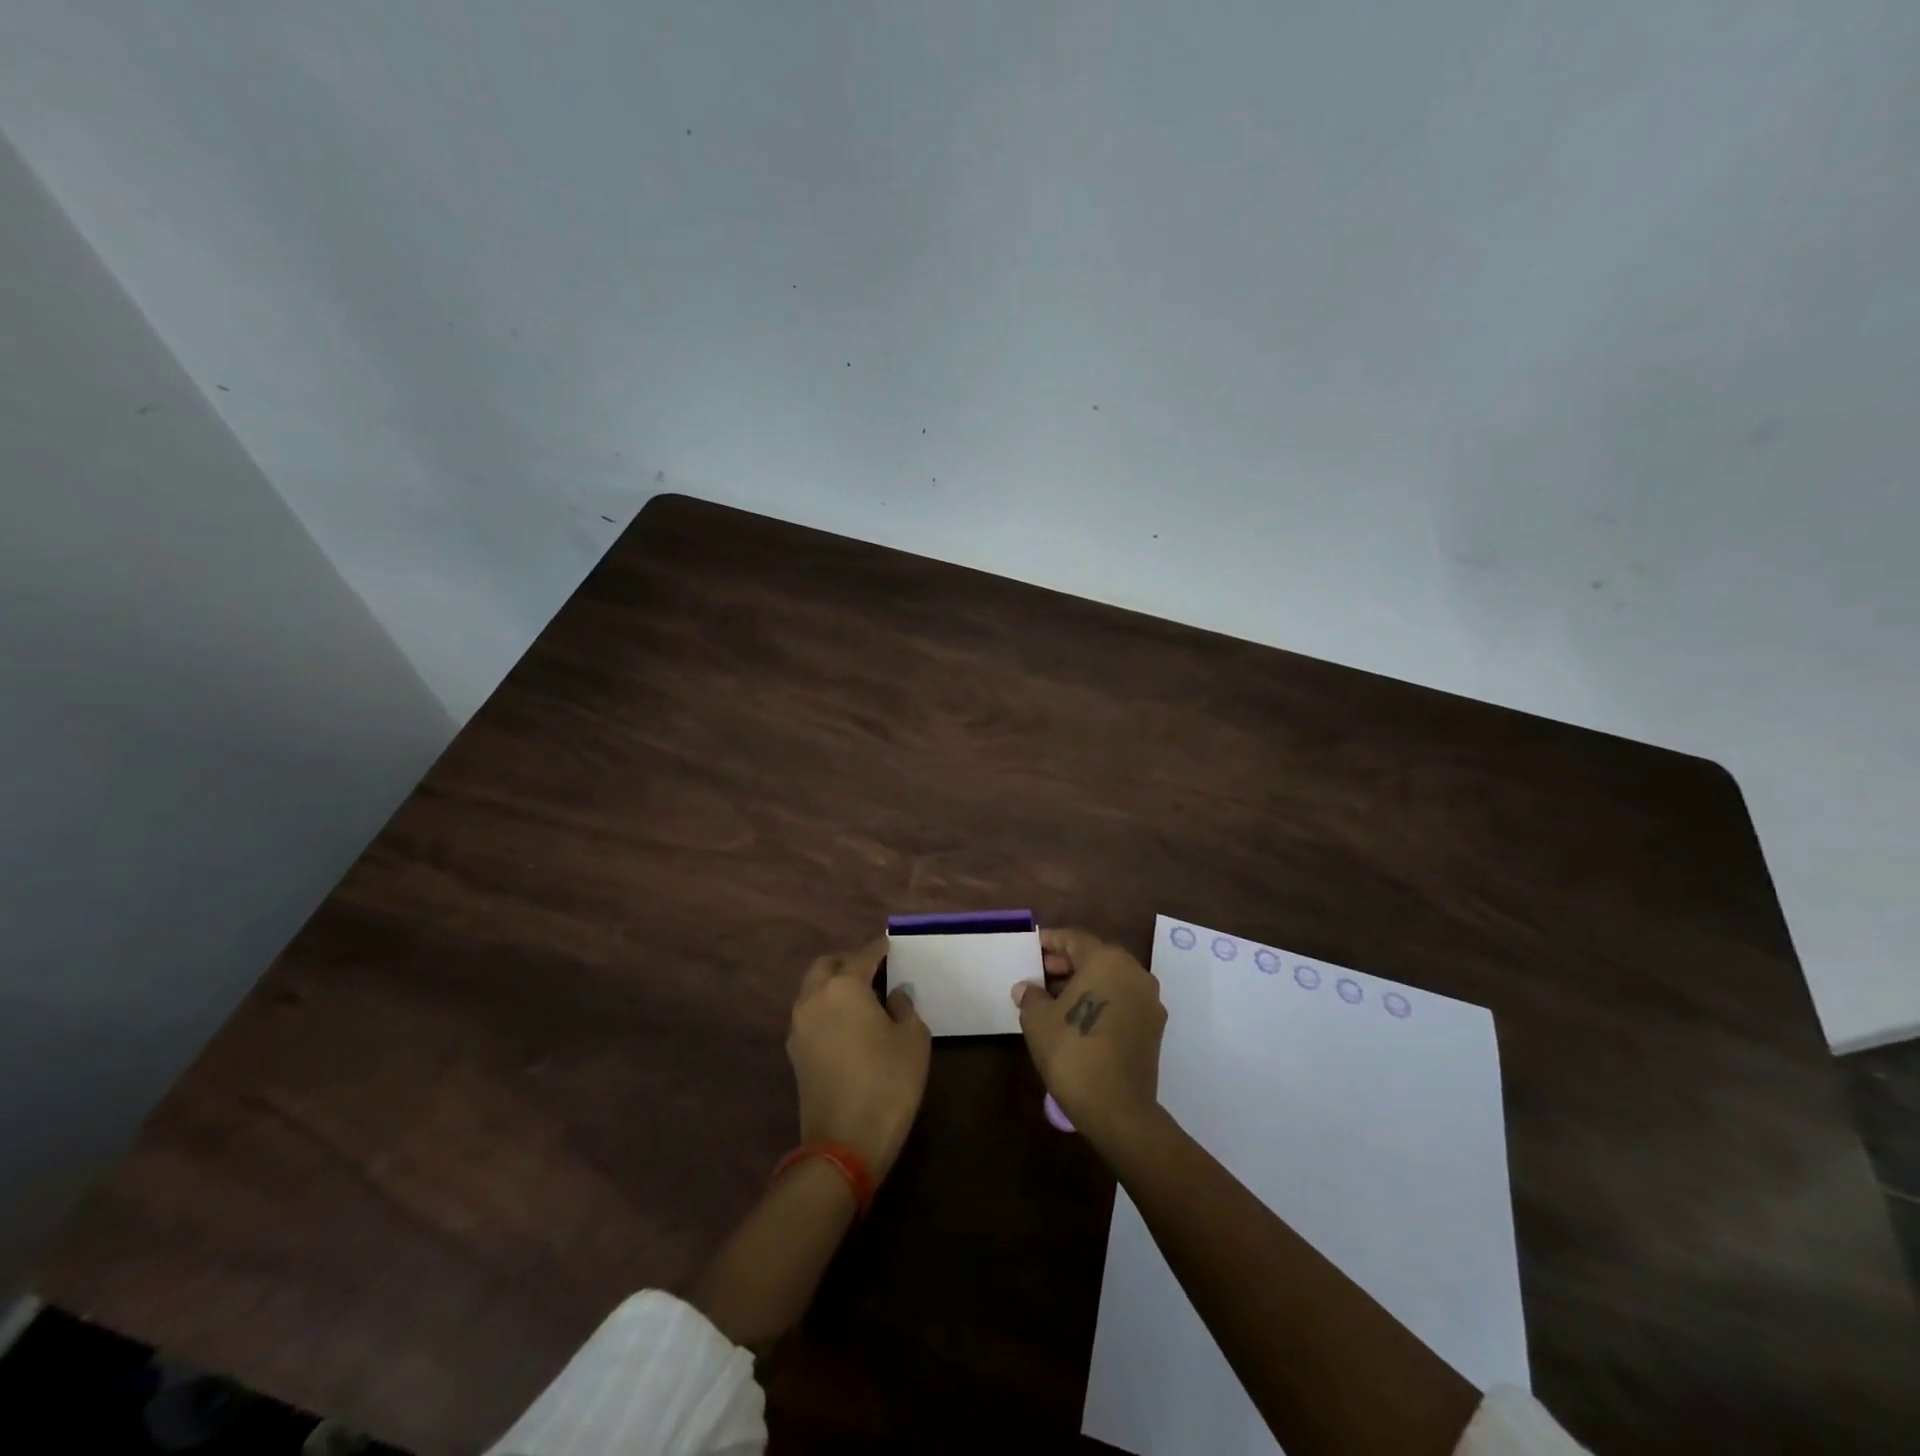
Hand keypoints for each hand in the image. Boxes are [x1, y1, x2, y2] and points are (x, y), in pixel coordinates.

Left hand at [788, 936, 930, 1182]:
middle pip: (828, 965)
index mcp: (844, 986)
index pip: (864, 954)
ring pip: (813, 989)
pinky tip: (849, 1025)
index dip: (881, 948)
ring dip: (834, 986)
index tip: (892, 944)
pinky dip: (827, 1009)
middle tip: (875, 972)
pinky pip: (810, 1014)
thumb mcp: (913, 1040)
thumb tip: (894, 995)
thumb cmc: (888, 1083)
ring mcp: (799, 1026)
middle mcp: (815, 998)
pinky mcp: (795, 1053)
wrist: (844, 1144)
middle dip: (849, 962)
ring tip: (863, 999)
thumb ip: (905, 1007)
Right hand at [1015, 927, 1166, 1145]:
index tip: (1033, 946)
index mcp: (1107, 961)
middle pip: (1096, 957)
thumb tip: (1027, 988)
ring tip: (1055, 997)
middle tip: (1041, 973)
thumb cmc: (1073, 1052)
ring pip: (1112, 979)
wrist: (1117, 1109)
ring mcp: (1149, 1000)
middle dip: (1067, 962)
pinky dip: (1102, 1000)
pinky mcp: (1154, 1027)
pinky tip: (1079, 1016)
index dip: (1051, 941)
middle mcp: (1134, 972)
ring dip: (1085, 982)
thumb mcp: (1038, 1021)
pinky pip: (1123, 1000)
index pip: (1075, 939)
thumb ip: (1031, 996)